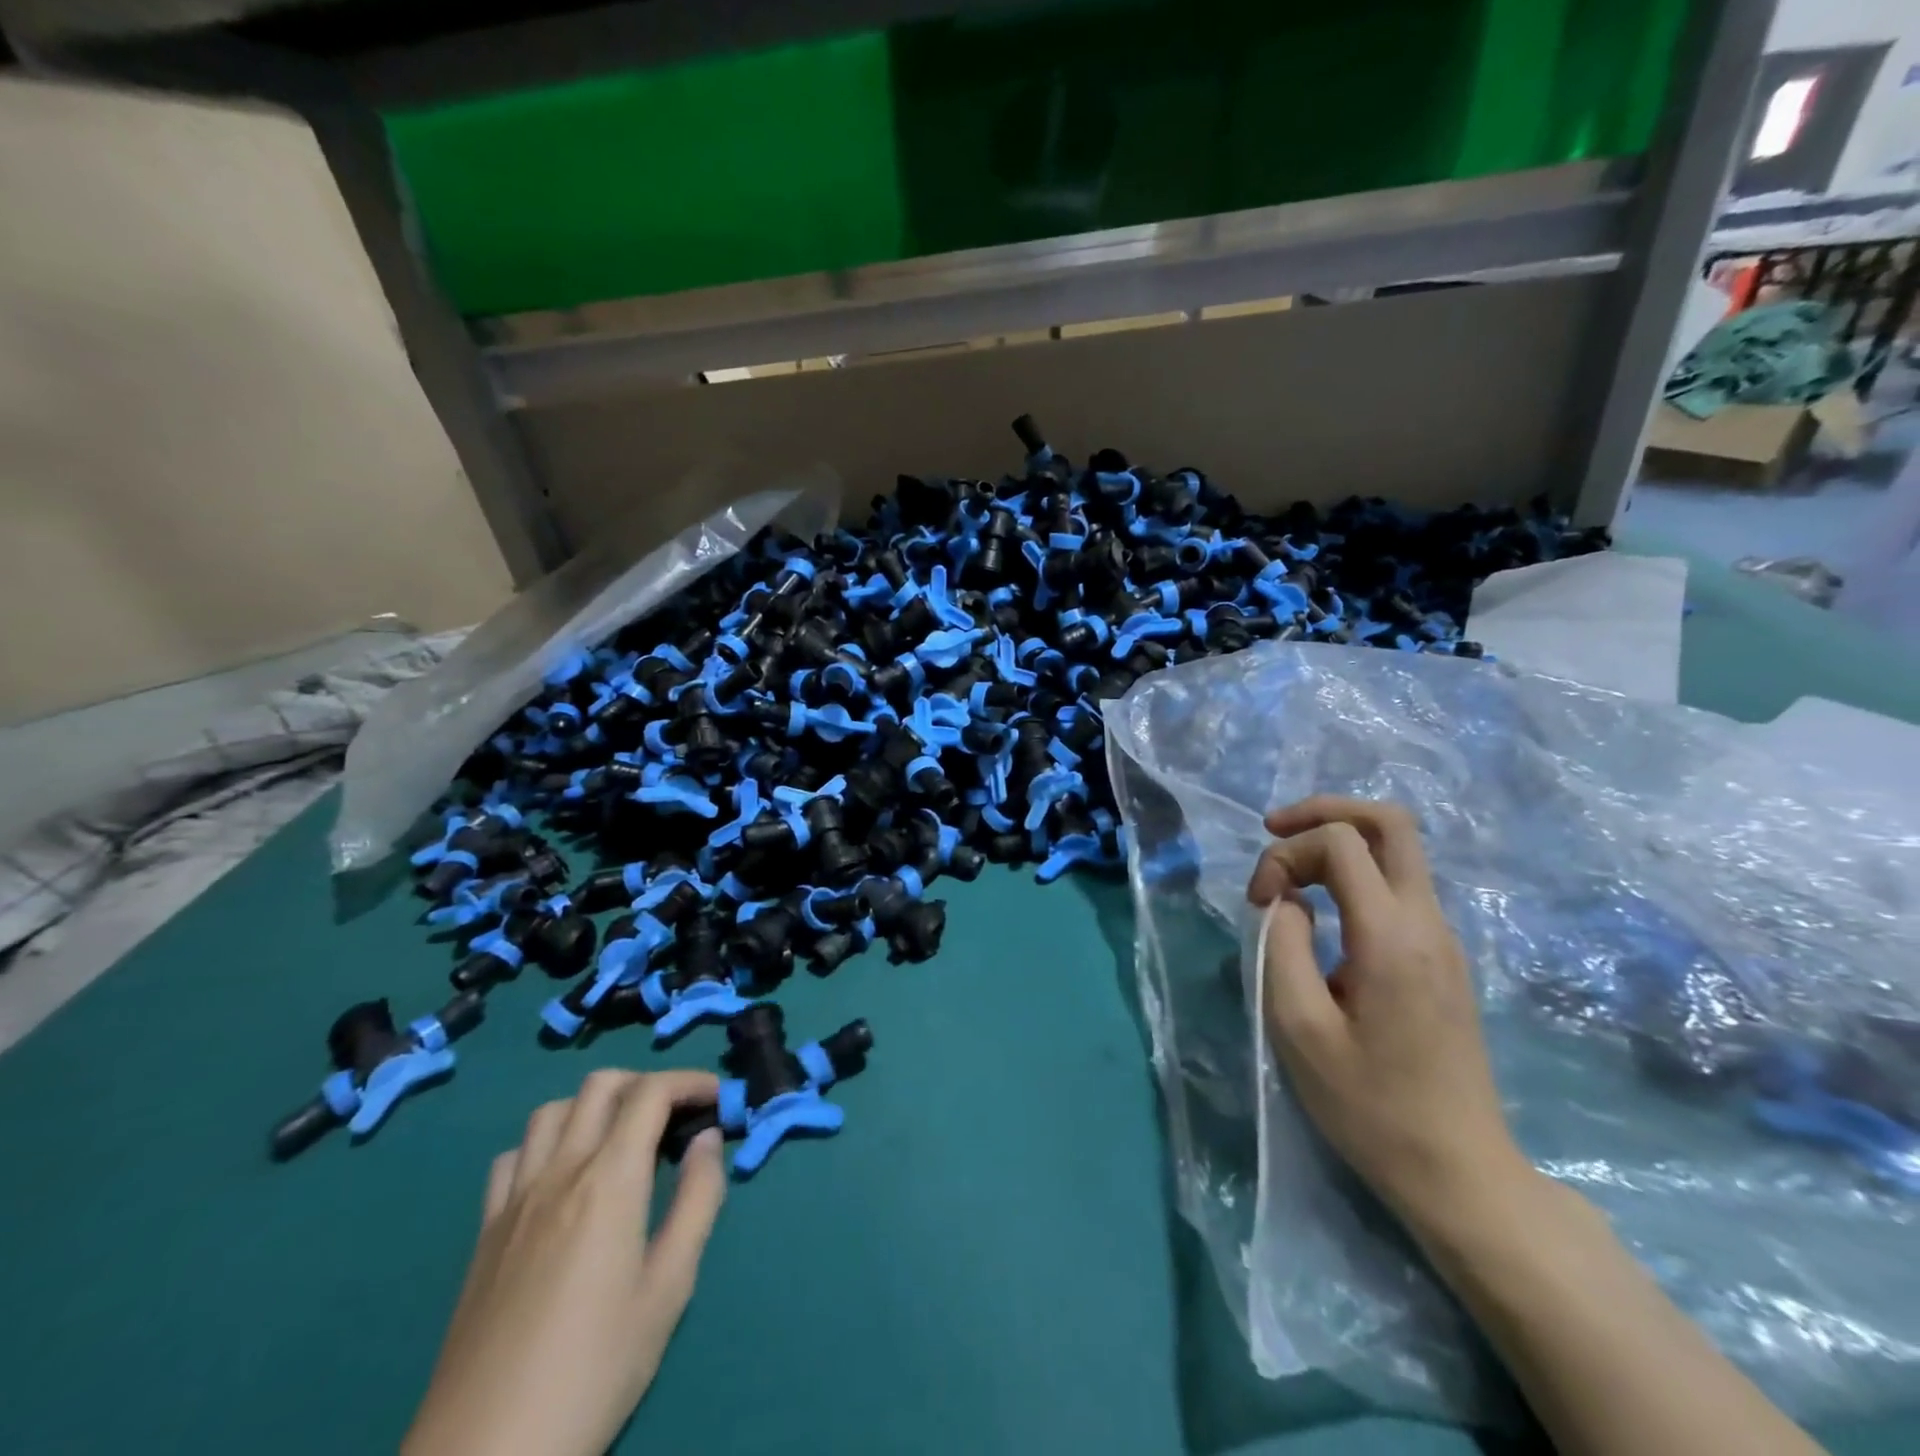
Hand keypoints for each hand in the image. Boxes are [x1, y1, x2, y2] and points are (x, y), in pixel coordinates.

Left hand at [403, 1069, 726, 1455]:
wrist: (487, 1453)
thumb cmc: (596, 1368)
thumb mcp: (670, 1287)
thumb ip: (697, 1200)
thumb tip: (709, 1139)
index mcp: (609, 1180)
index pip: (651, 1093)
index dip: (691, 1082)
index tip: (720, 1098)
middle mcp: (560, 1171)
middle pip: (601, 1086)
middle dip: (647, 1083)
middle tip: (678, 1115)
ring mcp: (515, 1198)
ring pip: (553, 1110)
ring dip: (596, 1104)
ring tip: (623, 1136)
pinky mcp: (485, 1230)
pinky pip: (513, 1156)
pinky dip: (547, 1142)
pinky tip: (563, 1174)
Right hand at [1246, 797, 1530, 1233]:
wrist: (1457, 1171)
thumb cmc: (1369, 1104)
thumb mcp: (1298, 1027)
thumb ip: (1282, 945)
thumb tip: (1290, 902)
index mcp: (1392, 937)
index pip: (1342, 842)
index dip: (1287, 852)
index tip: (1260, 902)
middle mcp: (1428, 923)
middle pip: (1390, 822)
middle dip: (1325, 811)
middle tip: (1274, 831)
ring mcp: (1443, 939)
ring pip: (1398, 849)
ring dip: (1337, 843)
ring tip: (1288, 873)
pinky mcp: (1442, 958)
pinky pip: (1399, 885)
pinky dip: (1353, 873)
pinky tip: (1320, 906)